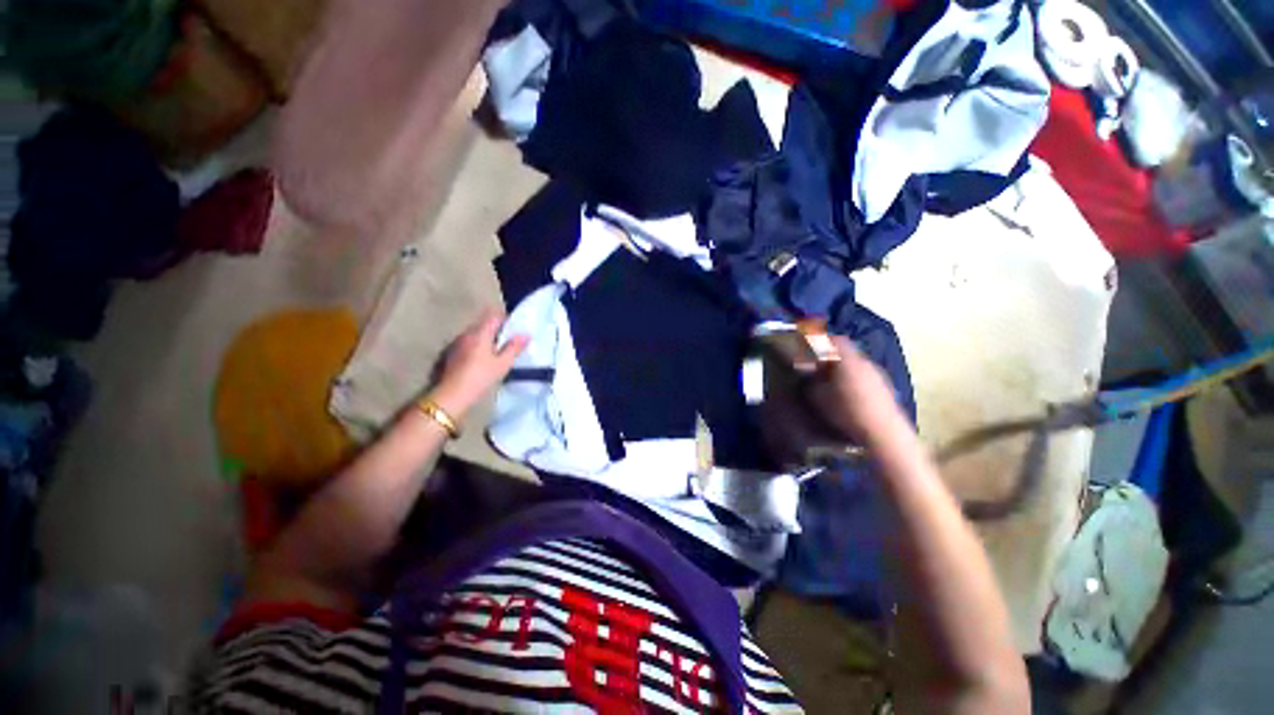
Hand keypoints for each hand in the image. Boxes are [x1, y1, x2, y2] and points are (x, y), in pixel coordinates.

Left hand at [429, 309, 527, 419]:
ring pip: (475, 334)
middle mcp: (466, 334)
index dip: (506, 319)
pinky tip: (482, 360)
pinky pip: (468, 344)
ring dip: (486, 339)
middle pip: (483, 324)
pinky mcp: (451, 354)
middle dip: (496, 329)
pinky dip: (477, 347)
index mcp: (480, 333)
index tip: (515, 327)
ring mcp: (456, 343)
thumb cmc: (480, 377)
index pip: (494, 316)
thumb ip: (514, 347)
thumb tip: (526, 334)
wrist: (451, 395)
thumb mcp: (502, 364)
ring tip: (497, 351)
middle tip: (509, 340)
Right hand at [760, 335, 902, 465]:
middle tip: (816, 364)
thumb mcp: (818, 397)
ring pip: (855, 364)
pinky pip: (863, 375)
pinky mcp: (885, 389)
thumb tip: (809, 376)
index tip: (809, 346)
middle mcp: (865, 362)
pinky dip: (852, 378)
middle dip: (830, 355)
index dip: (821, 341)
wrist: (884, 432)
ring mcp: (878, 375)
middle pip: (846, 351)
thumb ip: (811, 382)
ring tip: (829, 380)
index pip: (835, 340)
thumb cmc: (847, 411)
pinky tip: (846, 392)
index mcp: (848, 360)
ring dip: (842, 368)